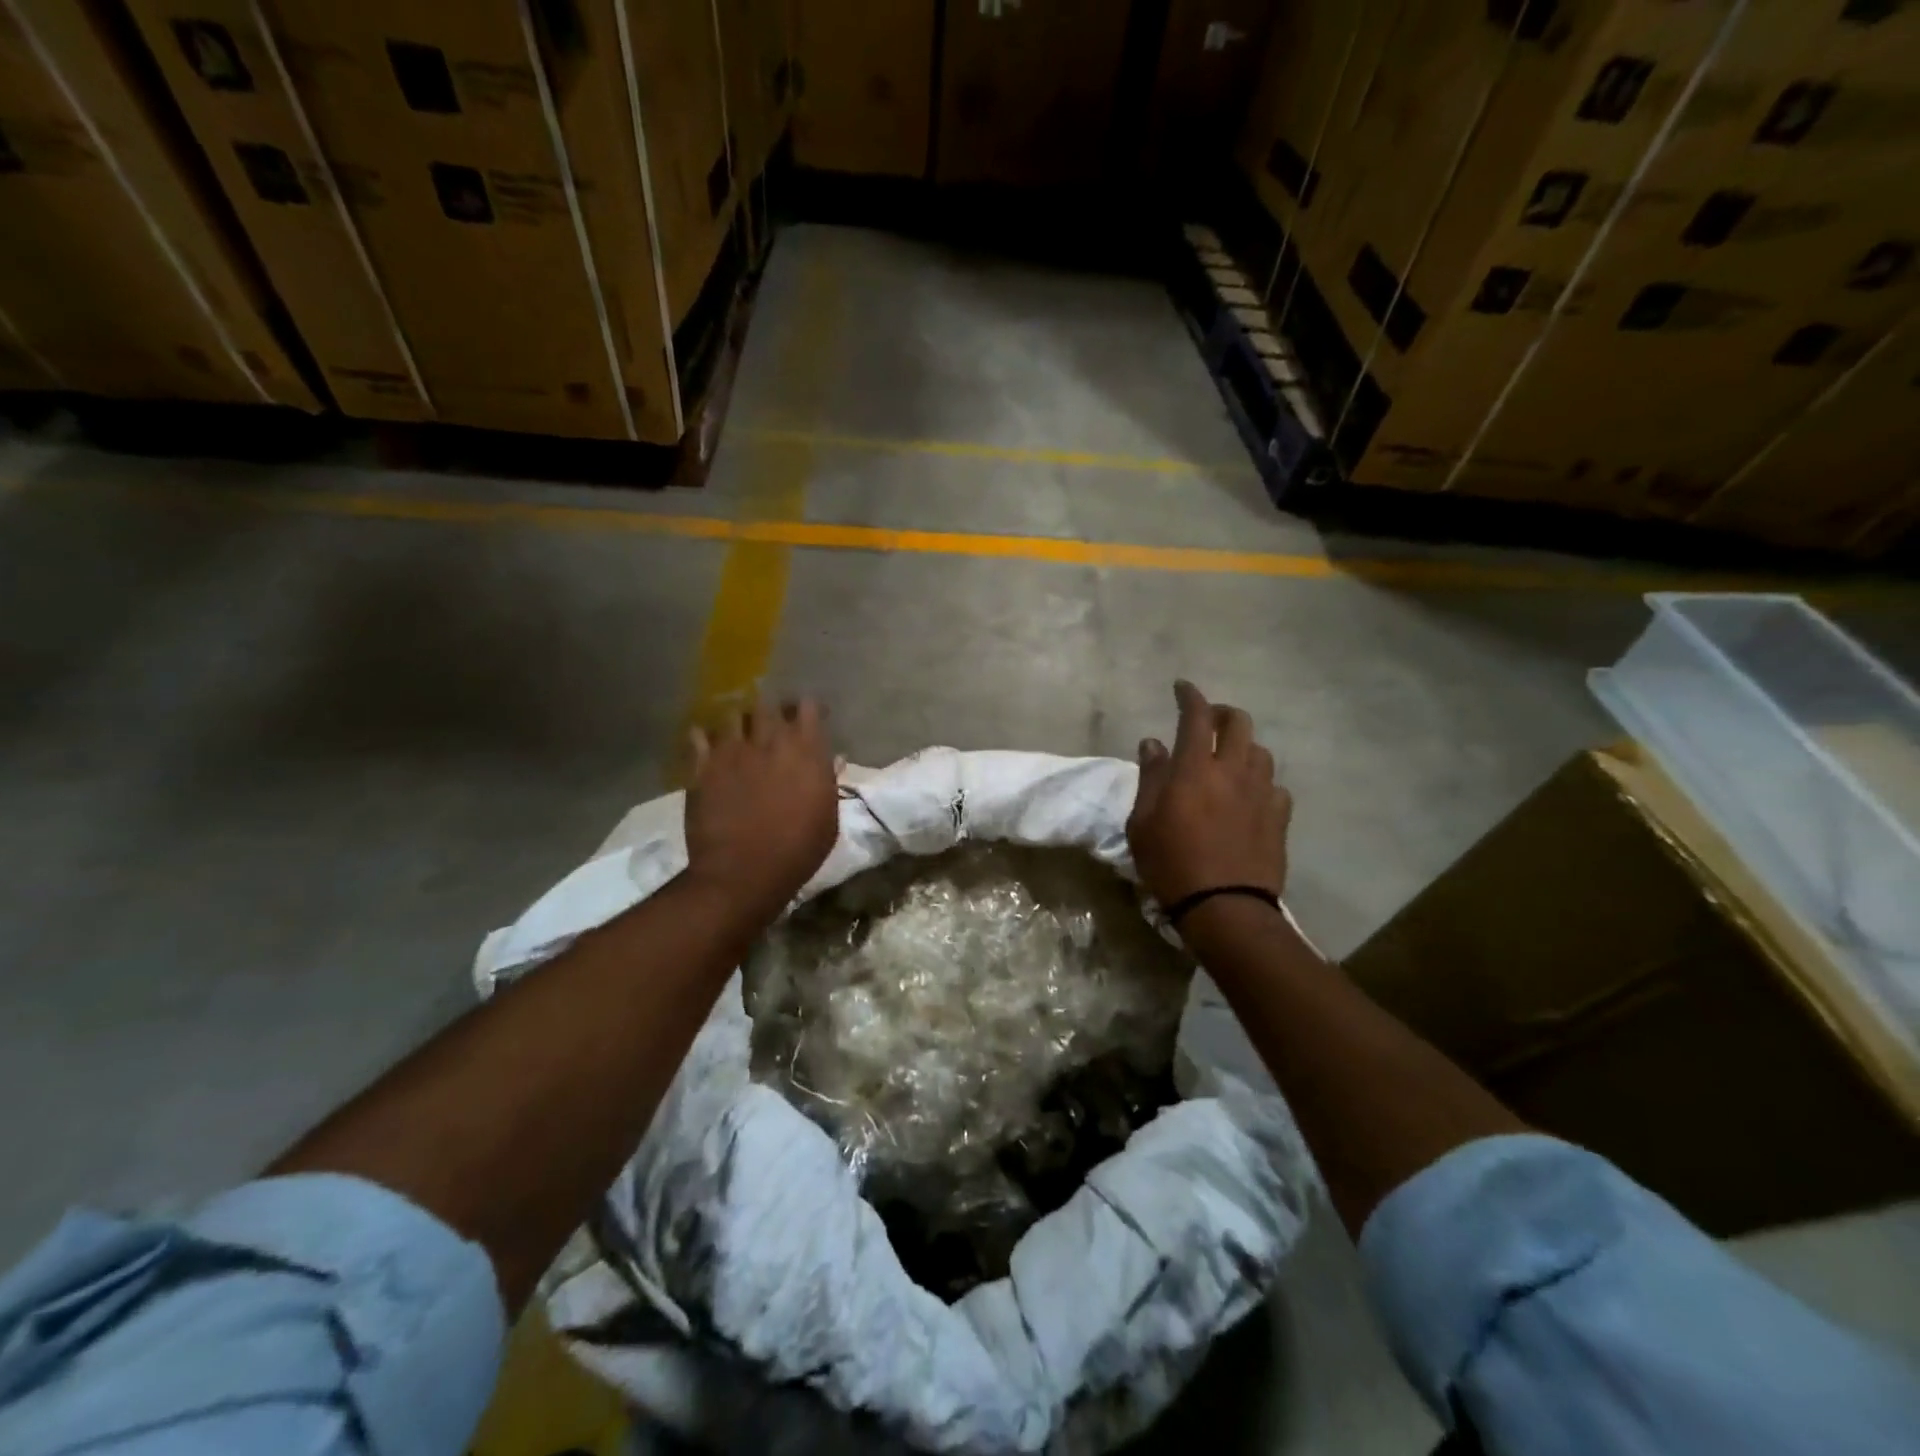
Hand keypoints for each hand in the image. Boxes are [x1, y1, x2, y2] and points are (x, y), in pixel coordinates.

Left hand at [684, 697, 838, 920]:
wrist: (743, 873)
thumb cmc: (797, 851)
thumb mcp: (828, 820)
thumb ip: (827, 782)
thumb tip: (832, 759)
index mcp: (807, 752)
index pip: (806, 707)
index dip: (807, 709)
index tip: (809, 718)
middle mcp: (770, 742)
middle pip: (768, 704)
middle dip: (772, 711)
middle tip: (772, 725)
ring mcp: (733, 751)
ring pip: (734, 715)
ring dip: (740, 722)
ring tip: (740, 734)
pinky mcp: (703, 766)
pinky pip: (699, 736)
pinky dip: (705, 737)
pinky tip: (708, 746)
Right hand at [1127, 680, 1290, 906]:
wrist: (1224, 907)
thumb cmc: (1171, 863)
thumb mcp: (1142, 822)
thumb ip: (1150, 777)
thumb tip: (1153, 743)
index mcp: (1196, 768)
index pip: (1196, 716)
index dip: (1189, 695)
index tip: (1181, 687)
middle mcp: (1234, 771)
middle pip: (1239, 722)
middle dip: (1222, 713)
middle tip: (1208, 723)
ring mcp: (1262, 793)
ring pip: (1261, 751)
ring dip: (1244, 747)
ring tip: (1229, 760)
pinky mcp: (1280, 817)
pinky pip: (1274, 786)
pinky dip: (1260, 782)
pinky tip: (1250, 796)